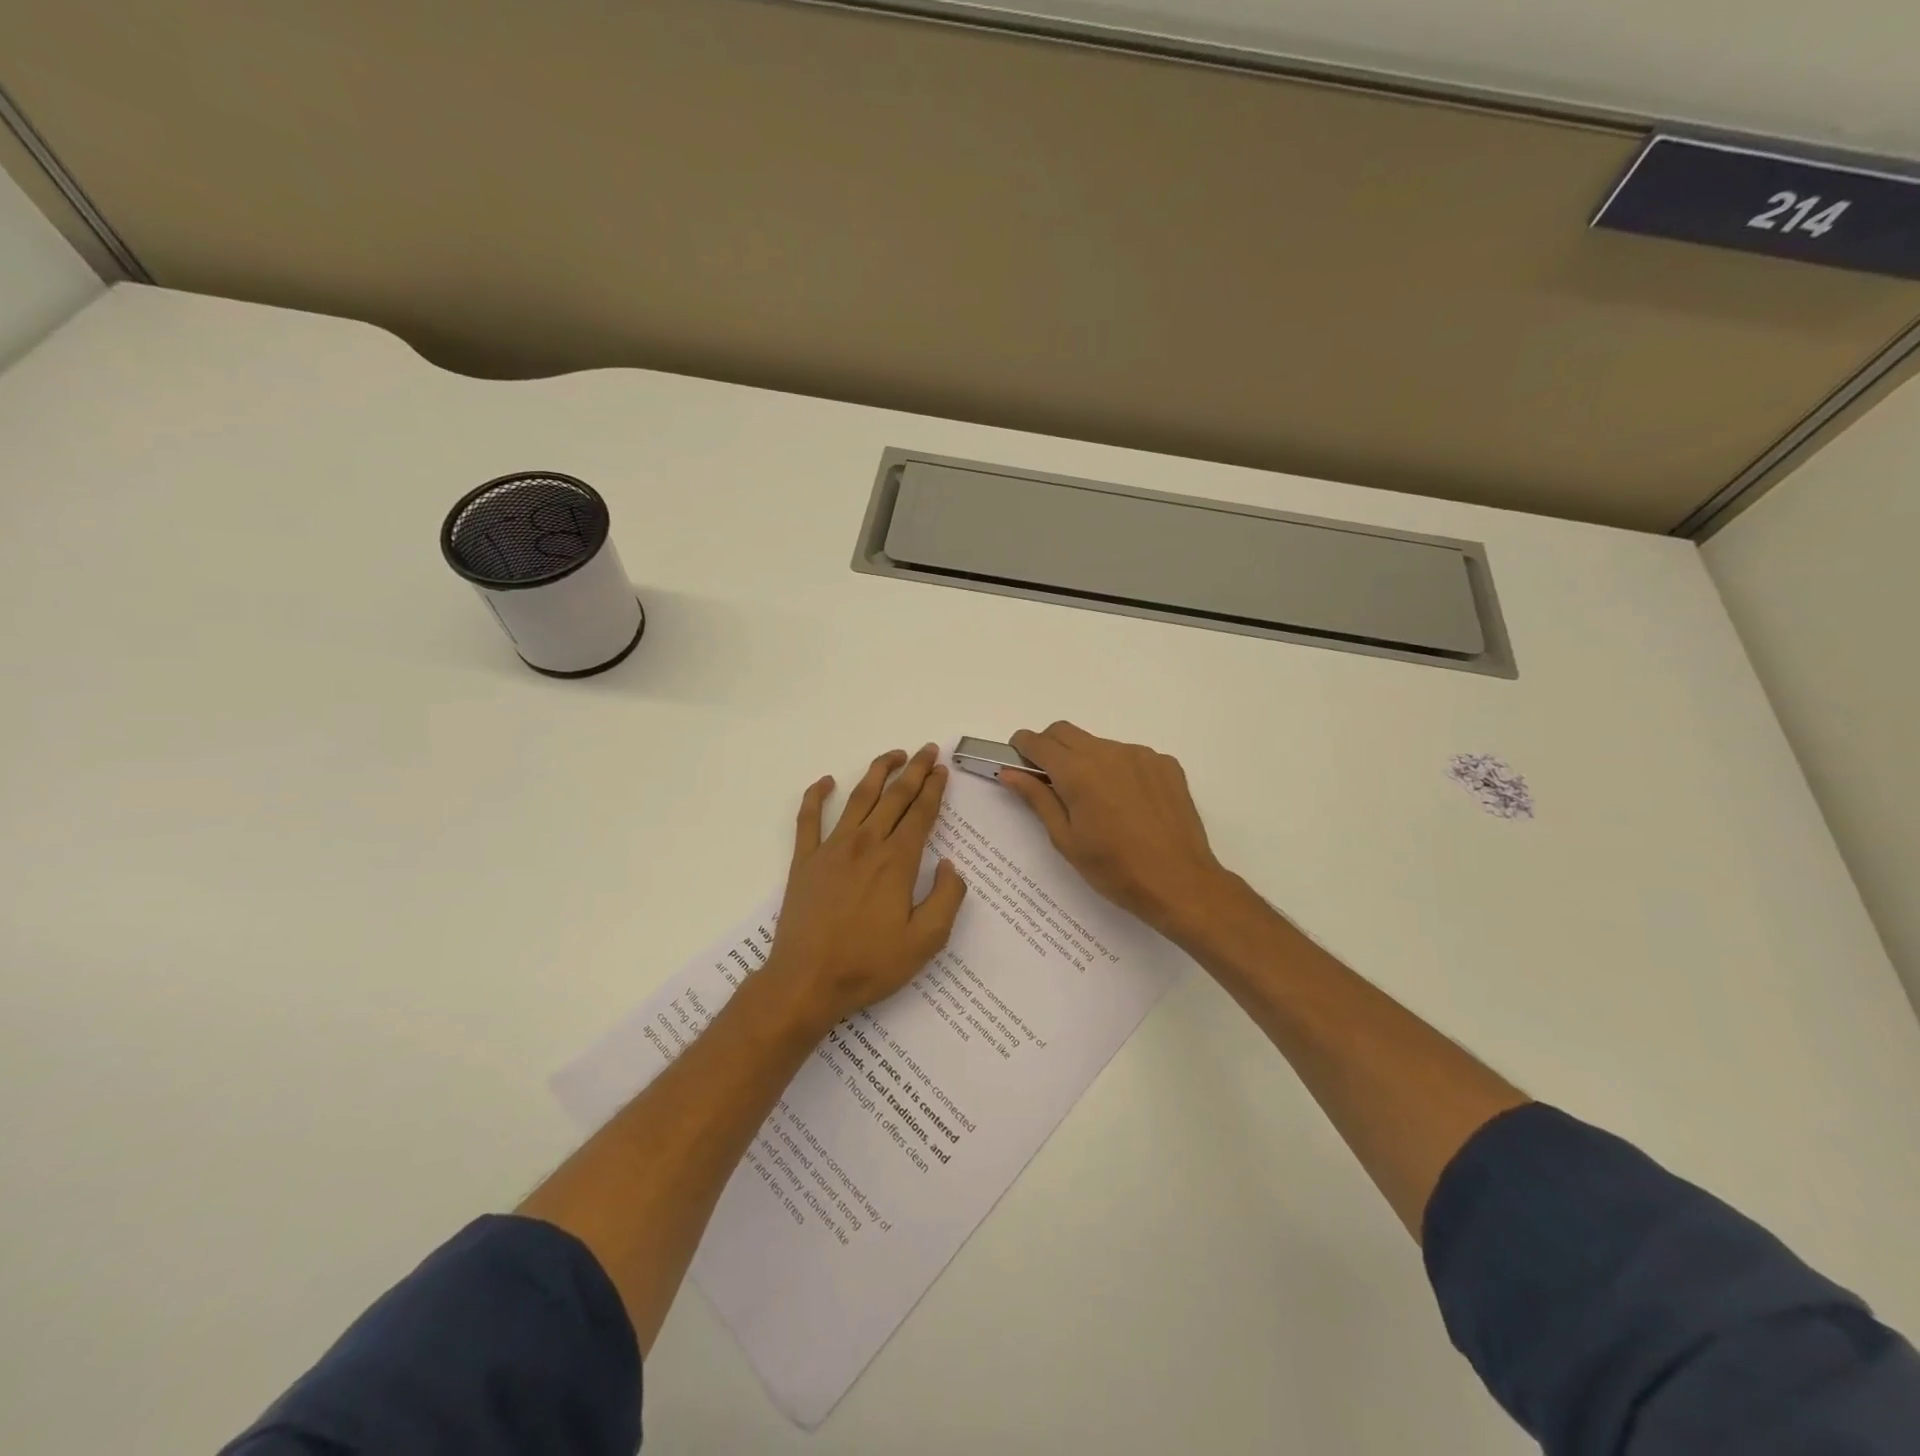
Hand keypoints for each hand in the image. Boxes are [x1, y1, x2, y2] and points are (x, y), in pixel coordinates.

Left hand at [762, 743, 967, 1029]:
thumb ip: (947, 899)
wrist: (807, 981)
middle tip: (928, 750)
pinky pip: (808, 819)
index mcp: (897, 861)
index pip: (921, 814)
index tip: (943, 770)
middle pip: (894, 797)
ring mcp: (832, 849)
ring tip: (893, 755)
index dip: (934, 789)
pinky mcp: (804, 861)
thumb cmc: (870, 964)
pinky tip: (825, 782)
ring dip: (877, 771)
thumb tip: (951, 866)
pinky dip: (815, 796)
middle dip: (914, 771)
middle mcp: (866, 844)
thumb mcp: (926, 941)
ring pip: (858, 797)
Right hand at [999, 722, 1235, 938]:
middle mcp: (1108, 752)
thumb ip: (1037, 799)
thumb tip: (1010, 773)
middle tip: (1050, 780)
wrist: (1180, 882)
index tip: (1018, 760)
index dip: (1022, 746)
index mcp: (1078, 772)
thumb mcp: (1066, 839)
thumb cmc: (1115, 869)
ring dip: (1086, 760)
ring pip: (1099, 744)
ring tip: (1097, 801)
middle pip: (1065, 732)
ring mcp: (1141, 755)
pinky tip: (1128, 804)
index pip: (1038, 741)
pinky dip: (1118, 769)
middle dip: (1049, 747)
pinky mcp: (1166, 764)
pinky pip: (1131, 756)